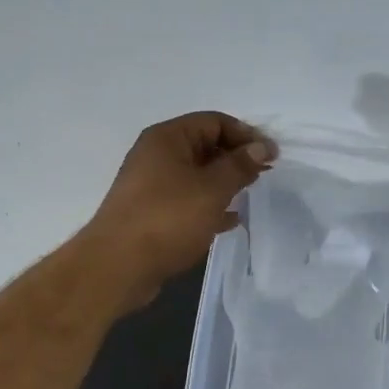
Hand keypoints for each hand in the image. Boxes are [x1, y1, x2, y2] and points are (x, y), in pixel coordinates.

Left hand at [87, 112, 274, 302]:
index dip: (246, 135)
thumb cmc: (167, 219)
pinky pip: (187, 199)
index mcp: (168, 138)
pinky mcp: (151, 212)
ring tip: (250, 195)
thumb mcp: (212, 189)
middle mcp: (156, 154)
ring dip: (224, 182)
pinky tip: (229, 220)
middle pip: (205, 145)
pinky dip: (209, 205)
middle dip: (236, 158)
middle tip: (264, 175)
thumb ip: (239, 166)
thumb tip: (261, 147)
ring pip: (196, 175)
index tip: (271, 156)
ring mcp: (151, 184)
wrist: (117, 266)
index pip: (214, 121)